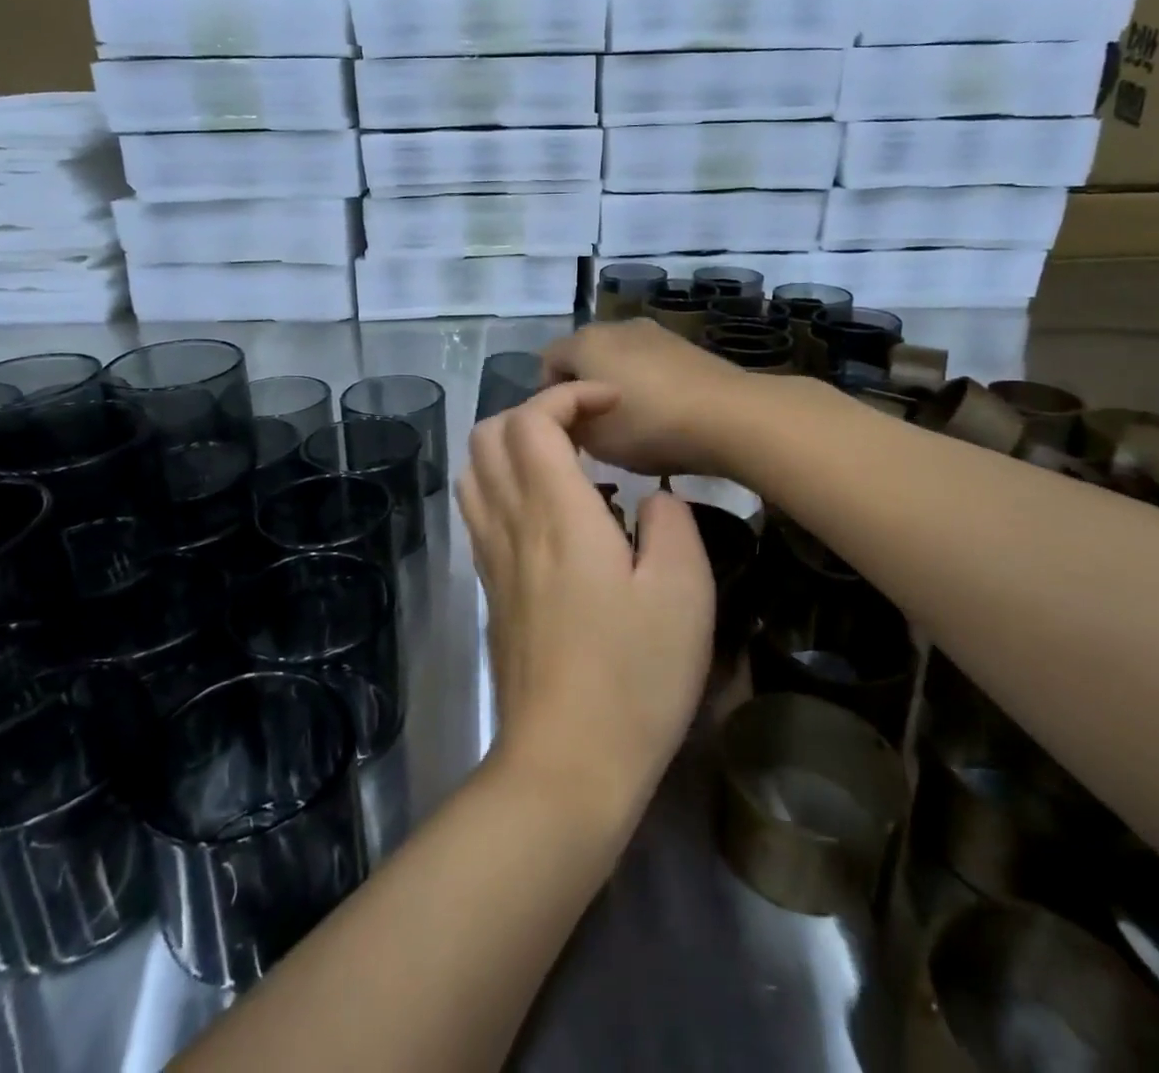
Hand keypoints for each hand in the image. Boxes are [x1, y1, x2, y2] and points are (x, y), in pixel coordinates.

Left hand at [457, 382, 714, 821]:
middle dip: (534, 412)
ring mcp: (492, 556)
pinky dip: (504, 484)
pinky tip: (550, 513)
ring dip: (513, 447)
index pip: (532, 420)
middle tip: (588, 432)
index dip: (568, 396)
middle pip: (488, 434)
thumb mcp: (684, 594)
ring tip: (567, 464)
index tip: (613, 406)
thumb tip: (655, 497)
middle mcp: (511, 523)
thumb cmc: (634, 677)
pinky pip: (479, 509)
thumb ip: (672, 524)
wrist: (566, 763)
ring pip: (475, 470)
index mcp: (556, 513)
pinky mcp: (490, 587)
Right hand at [539, 319, 752, 477]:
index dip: (548, 394)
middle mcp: (615, 326)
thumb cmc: (648, 427)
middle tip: (593, 424)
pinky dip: (644, 381)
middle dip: (582, 385)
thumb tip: (568, 417)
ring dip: (615, 381)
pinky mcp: (684, 344)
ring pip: (618, 356)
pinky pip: (648, 361)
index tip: (564, 427)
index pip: (547, 361)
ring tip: (630, 419)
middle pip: (584, 354)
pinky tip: (660, 412)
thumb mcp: (594, 440)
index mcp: (584, 343)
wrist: (728, 416)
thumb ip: (568, 424)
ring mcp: (653, 332)